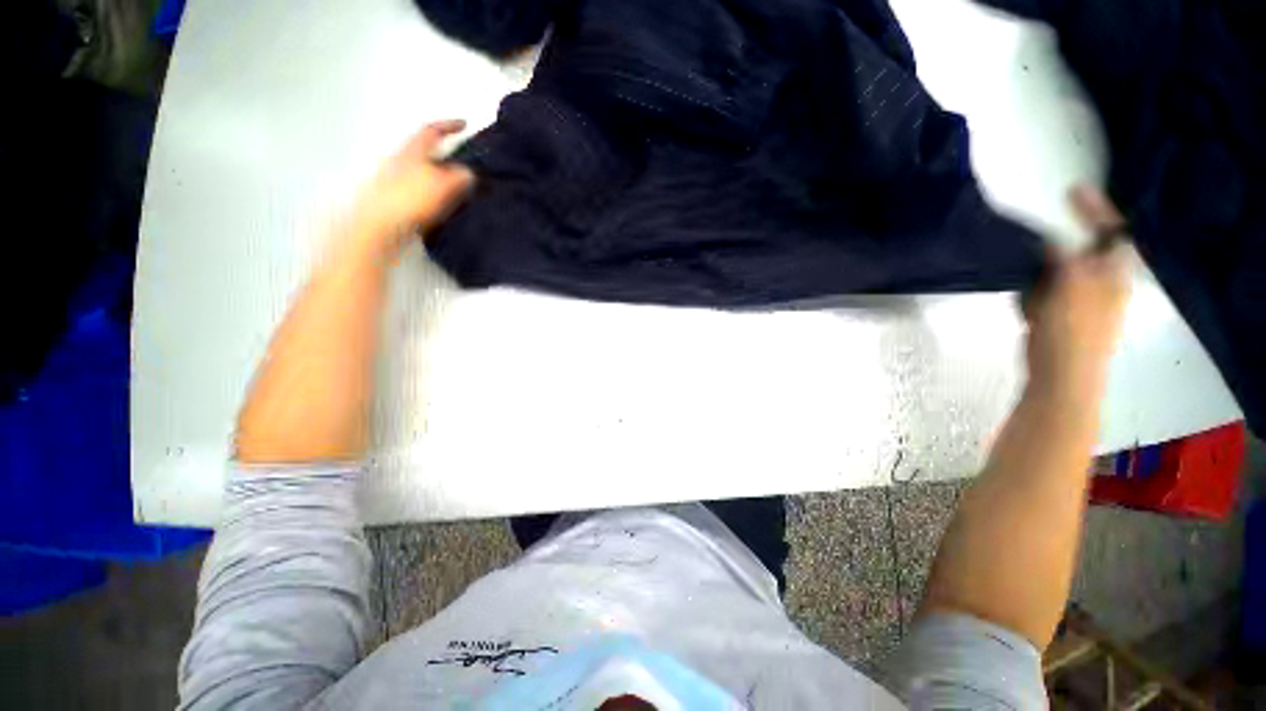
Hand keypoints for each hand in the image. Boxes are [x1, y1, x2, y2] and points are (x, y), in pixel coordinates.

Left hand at [348, 119, 475, 259]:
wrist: (378, 223)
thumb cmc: (410, 198)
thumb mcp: (442, 185)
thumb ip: (459, 177)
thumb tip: (468, 173)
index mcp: (413, 150)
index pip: (432, 130)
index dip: (449, 125)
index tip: (464, 124)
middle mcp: (401, 159)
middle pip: (424, 148)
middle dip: (443, 150)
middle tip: (461, 158)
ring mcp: (395, 178)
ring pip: (421, 168)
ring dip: (438, 172)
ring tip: (455, 183)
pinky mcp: (394, 196)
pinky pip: (418, 185)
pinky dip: (432, 188)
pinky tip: (440, 202)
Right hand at [1024, 186, 1132, 394]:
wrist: (1061, 379)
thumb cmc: (1072, 336)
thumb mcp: (1070, 292)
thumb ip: (1064, 261)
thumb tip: (1052, 238)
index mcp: (1114, 275)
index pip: (1113, 231)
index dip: (1096, 209)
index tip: (1072, 190)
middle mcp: (1101, 283)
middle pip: (1083, 249)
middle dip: (1059, 243)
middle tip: (1036, 238)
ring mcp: (1080, 300)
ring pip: (1058, 271)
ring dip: (1041, 271)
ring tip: (1032, 288)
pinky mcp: (1058, 314)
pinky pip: (1043, 291)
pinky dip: (1032, 292)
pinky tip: (1027, 306)